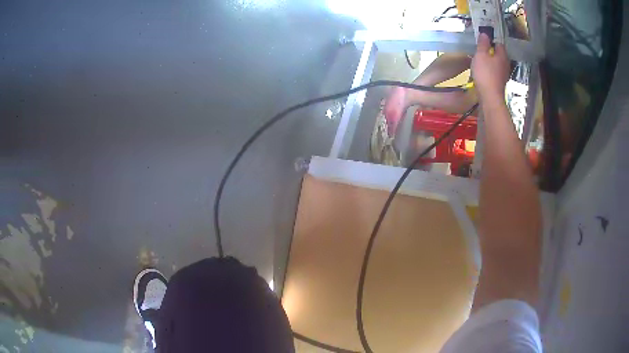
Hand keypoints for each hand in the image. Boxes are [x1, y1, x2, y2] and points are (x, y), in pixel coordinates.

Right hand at [471, 33, 508, 102]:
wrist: (490, 97)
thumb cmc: (485, 73)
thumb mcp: (481, 55)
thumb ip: (483, 44)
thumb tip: (485, 34)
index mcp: (502, 55)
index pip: (499, 43)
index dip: (491, 40)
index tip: (483, 41)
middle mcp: (506, 64)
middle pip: (499, 54)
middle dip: (491, 51)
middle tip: (480, 51)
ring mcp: (504, 74)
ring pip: (497, 63)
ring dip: (490, 61)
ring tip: (480, 61)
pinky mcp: (500, 83)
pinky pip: (495, 72)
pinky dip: (490, 70)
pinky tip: (483, 72)